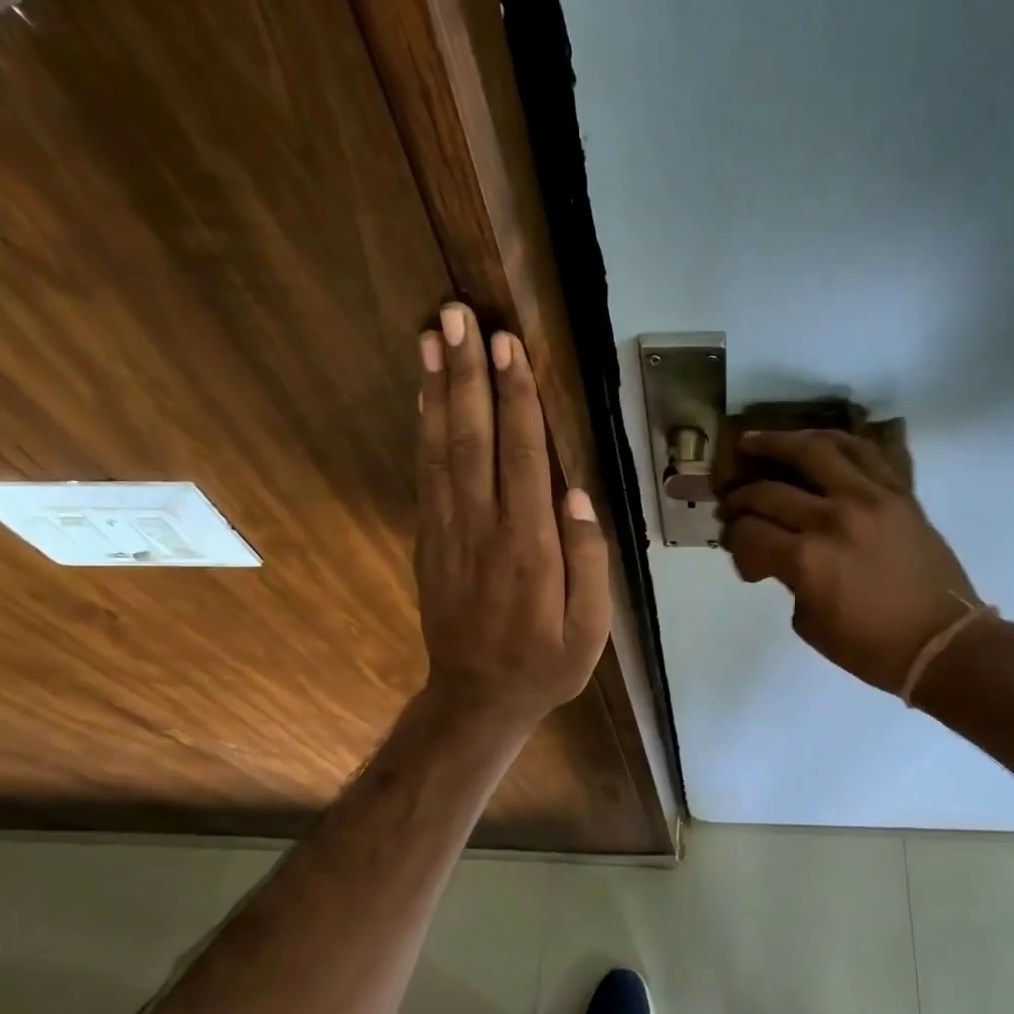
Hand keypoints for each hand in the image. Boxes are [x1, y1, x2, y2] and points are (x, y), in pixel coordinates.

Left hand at [415, 303, 608, 725]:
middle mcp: (484, 528)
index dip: (516, 399)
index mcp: (531, 547)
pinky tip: (424, 397)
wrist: (475, 698)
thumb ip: (589, 562)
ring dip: (437, 390)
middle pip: (474, 439)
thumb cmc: (544, 664)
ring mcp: (449, 532)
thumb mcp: (590, 629)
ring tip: (432, 336)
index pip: (523, 457)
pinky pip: (425, 477)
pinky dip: (423, 431)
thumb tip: (578, 494)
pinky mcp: (429, 541)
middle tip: (457, 315)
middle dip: (468, 374)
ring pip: (441, 449)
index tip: (508, 345)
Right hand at [718, 430, 982, 693]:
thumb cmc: (872, 648)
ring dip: (778, 442)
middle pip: (769, 491)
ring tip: (755, 441)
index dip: (733, 538)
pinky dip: (834, 441)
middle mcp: (833, 518)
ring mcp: (870, 498)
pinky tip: (813, 442)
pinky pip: (863, 451)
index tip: (734, 547)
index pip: (749, 531)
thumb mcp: (809, 623)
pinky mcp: (899, 493)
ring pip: (815, 450)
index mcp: (807, 559)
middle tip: (731, 503)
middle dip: (740, 497)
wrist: (943, 643)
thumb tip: (777, 553)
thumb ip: (788, 579)